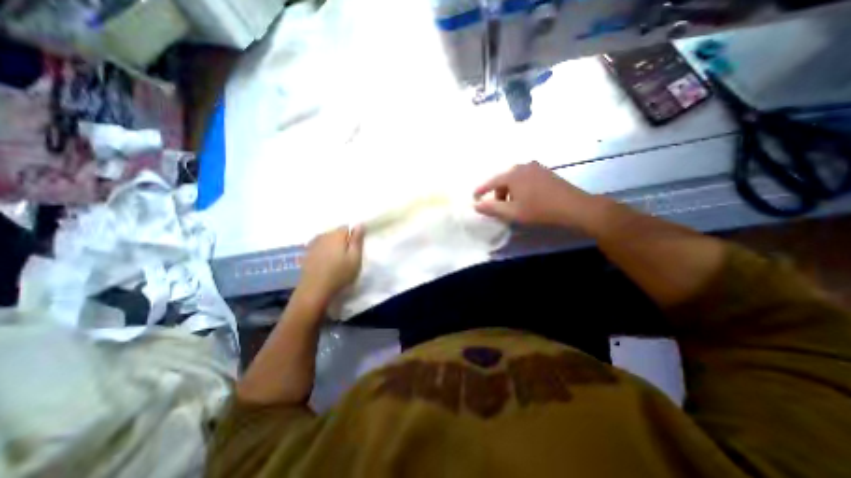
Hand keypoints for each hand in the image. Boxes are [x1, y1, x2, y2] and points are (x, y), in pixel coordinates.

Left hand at [295, 226, 362, 307]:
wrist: (314, 291)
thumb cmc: (339, 275)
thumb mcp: (355, 258)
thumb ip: (357, 240)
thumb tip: (360, 223)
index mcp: (336, 235)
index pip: (348, 227)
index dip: (354, 236)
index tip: (356, 249)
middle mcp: (323, 235)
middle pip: (337, 233)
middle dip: (344, 241)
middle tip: (348, 257)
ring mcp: (313, 244)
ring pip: (328, 240)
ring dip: (334, 246)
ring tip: (338, 261)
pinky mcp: (307, 253)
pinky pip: (320, 247)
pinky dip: (325, 251)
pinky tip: (327, 263)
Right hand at [476, 161, 600, 226]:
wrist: (573, 207)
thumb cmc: (539, 210)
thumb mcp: (512, 212)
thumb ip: (492, 208)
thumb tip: (476, 205)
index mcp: (512, 174)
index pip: (491, 182)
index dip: (481, 190)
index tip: (474, 197)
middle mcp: (522, 166)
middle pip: (503, 180)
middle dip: (498, 193)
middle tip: (499, 207)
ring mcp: (535, 167)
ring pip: (515, 179)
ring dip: (509, 191)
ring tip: (514, 205)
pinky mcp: (545, 172)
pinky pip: (525, 178)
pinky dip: (520, 188)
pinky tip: (526, 198)